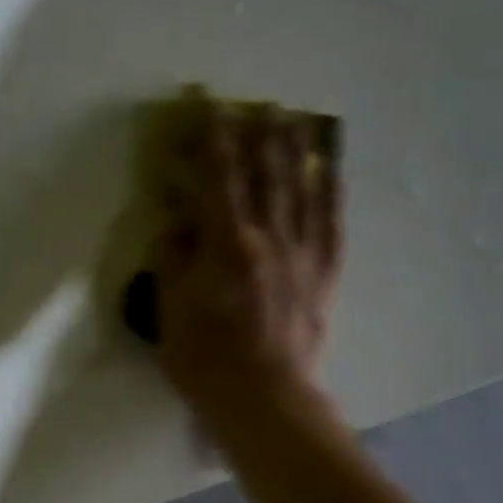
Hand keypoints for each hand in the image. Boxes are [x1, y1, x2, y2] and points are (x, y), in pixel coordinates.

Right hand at [152, 101, 343, 424]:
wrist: (267, 400)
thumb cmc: (207, 360)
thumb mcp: (171, 312)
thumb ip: (173, 262)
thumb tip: (175, 224)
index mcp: (227, 245)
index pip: (219, 178)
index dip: (215, 139)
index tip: (212, 107)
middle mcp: (270, 238)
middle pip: (266, 174)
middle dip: (259, 135)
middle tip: (258, 102)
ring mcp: (304, 254)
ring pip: (302, 189)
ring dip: (296, 151)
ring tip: (295, 119)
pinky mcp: (326, 274)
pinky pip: (332, 222)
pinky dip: (331, 191)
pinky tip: (330, 170)